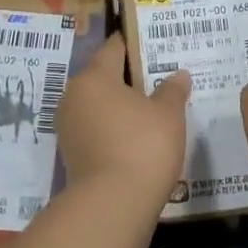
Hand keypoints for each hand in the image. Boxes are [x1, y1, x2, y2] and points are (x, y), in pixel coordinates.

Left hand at [57, 34, 190, 203]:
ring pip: (100, 106)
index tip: (154, 42)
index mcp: (93, 78)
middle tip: (161, 77)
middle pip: (104, 78)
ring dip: (123, 106)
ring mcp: (69, 128)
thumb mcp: (168, 114)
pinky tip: (139, 137)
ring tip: (154, 108)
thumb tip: (177, 75)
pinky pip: (98, 130)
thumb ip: (172, 90)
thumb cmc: (143, 146)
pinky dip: (116, 129)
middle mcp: (73, 98)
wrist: (112, 204)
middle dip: (130, 77)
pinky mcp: (73, 155)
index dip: (135, 43)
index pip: (113, 48)